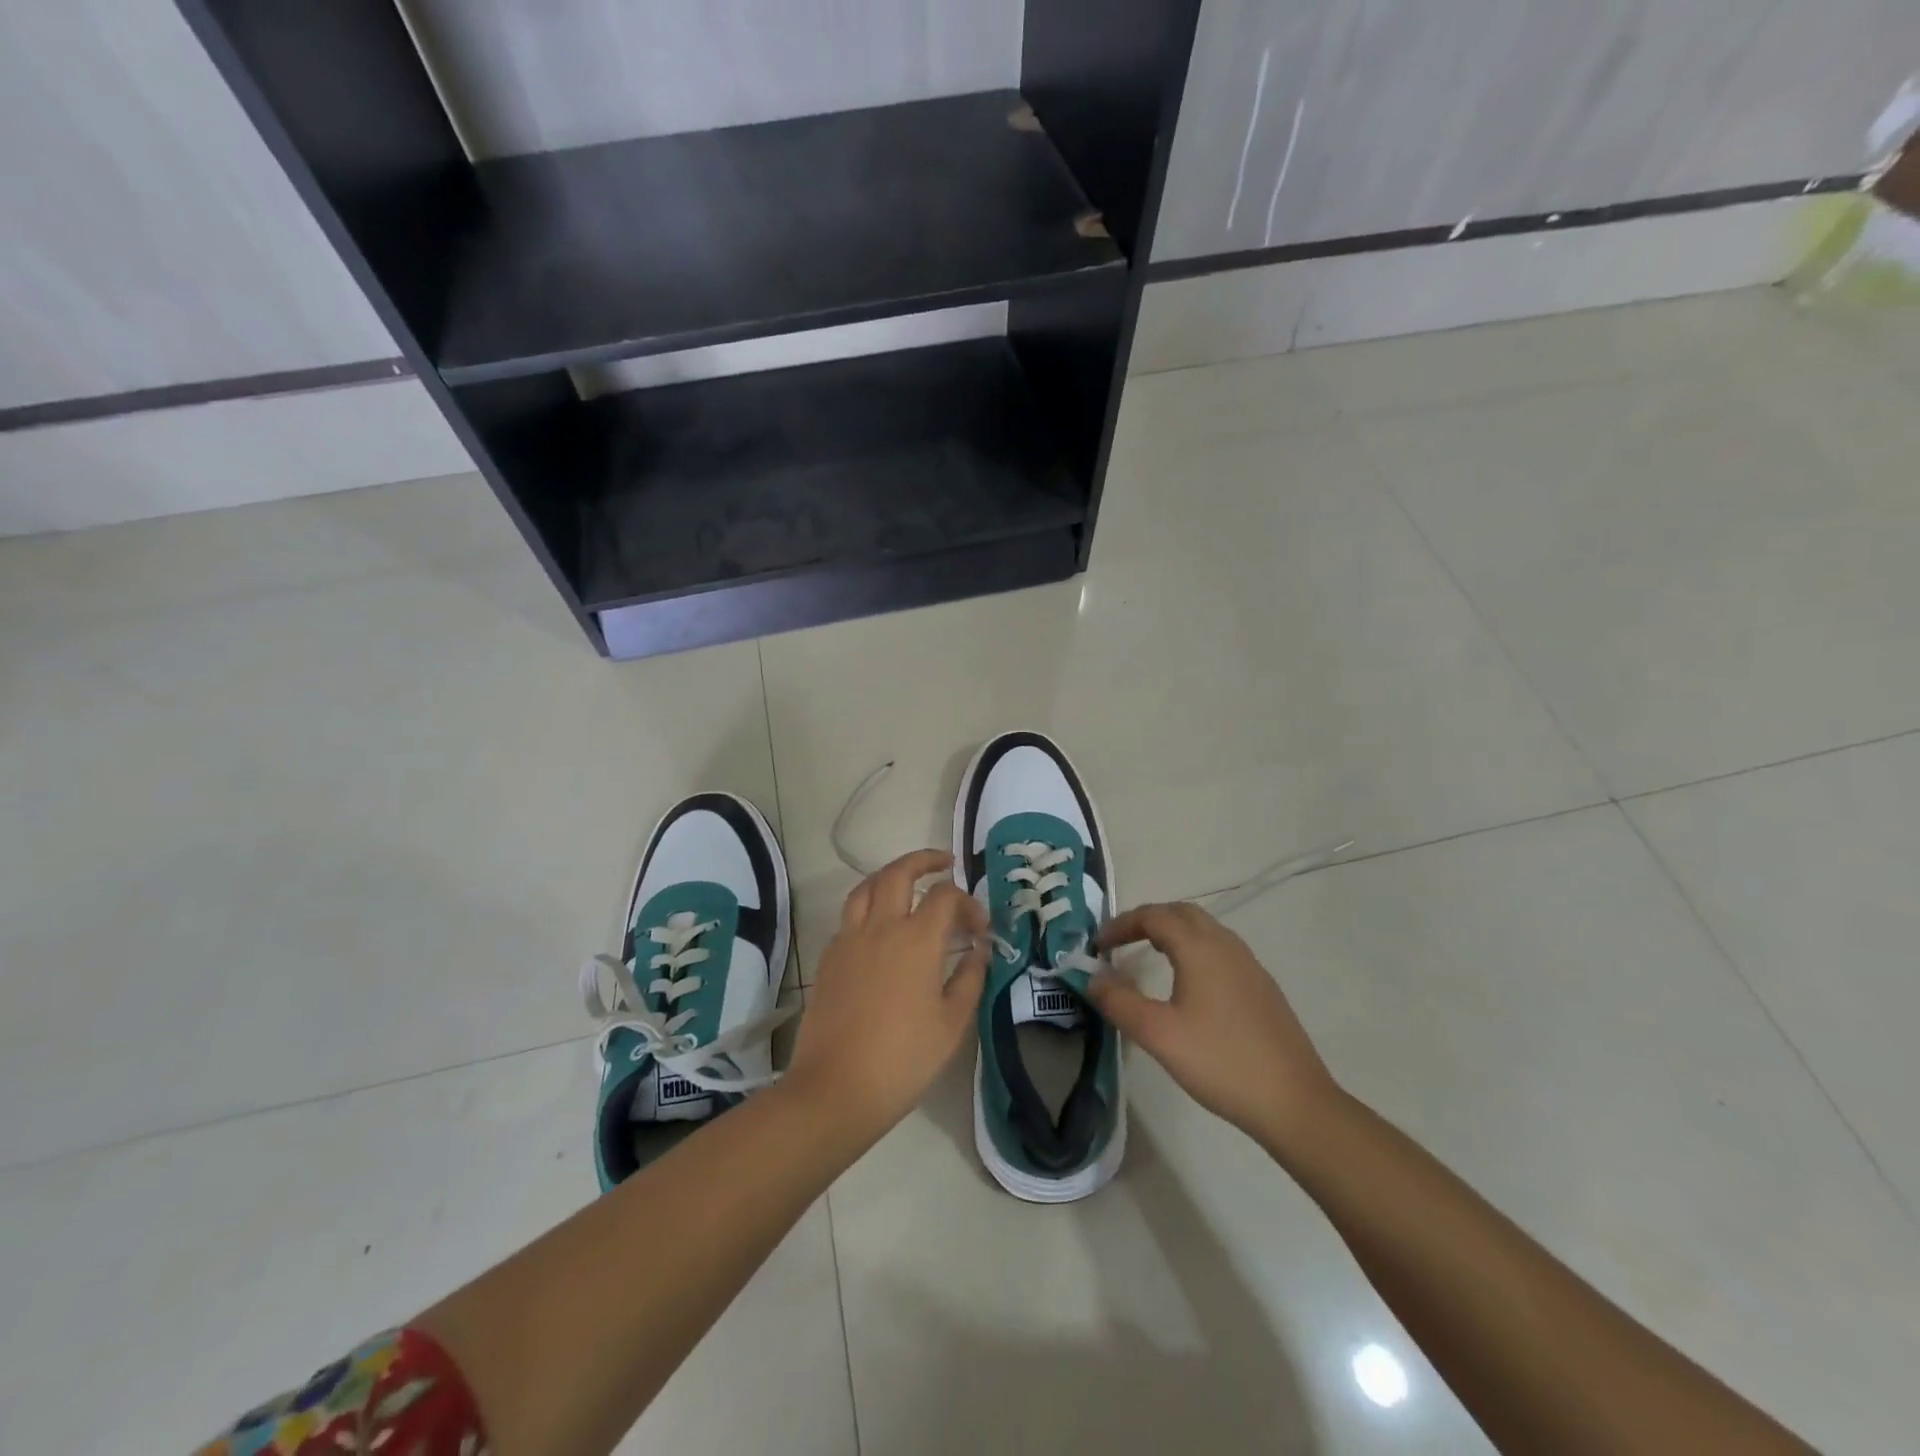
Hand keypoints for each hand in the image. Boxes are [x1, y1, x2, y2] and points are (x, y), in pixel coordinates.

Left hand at [785, 850, 988, 1138]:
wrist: (835, 1088)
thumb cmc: (903, 1059)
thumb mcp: (952, 1023)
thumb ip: (970, 978)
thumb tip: (979, 949)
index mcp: (917, 939)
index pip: (946, 897)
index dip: (968, 903)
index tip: (980, 927)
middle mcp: (880, 927)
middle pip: (899, 873)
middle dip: (924, 860)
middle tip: (944, 863)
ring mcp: (849, 939)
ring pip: (866, 887)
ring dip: (890, 876)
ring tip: (907, 882)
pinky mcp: (828, 957)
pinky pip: (849, 916)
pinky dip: (868, 906)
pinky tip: (880, 927)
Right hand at [1088, 902, 1342, 1150]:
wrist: (1294, 1102)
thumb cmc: (1220, 1062)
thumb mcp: (1158, 1034)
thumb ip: (1119, 1001)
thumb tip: (1092, 978)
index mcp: (1200, 948)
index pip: (1154, 916)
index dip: (1121, 924)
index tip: (1097, 946)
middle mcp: (1226, 946)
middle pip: (1181, 913)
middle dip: (1147, 920)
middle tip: (1120, 943)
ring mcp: (1249, 965)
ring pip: (1204, 929)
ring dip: (1172, 932)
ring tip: (1148, 956)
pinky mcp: (1262, 987)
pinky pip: (1220, 950)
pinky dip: (1193, 949)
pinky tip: (1188, 984)